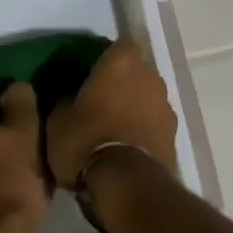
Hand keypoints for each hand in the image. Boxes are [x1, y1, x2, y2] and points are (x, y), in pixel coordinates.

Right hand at [46, 42, 178, 188]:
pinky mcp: (174, 132)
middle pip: (134, 71)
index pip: (115, 47)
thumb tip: (67, 96)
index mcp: (121, 61)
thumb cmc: (87, 140)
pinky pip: (154, 121)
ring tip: (113, 127)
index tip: (87, 76)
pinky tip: (127, 145)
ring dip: (134, 105)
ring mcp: (165, 103)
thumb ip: (63, 100)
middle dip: (120, 83)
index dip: (102, 60)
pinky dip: (144, 128)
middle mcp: (149, 74)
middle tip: (99, 101)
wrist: (127, 184)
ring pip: (146, 96)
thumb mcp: (58, 121)